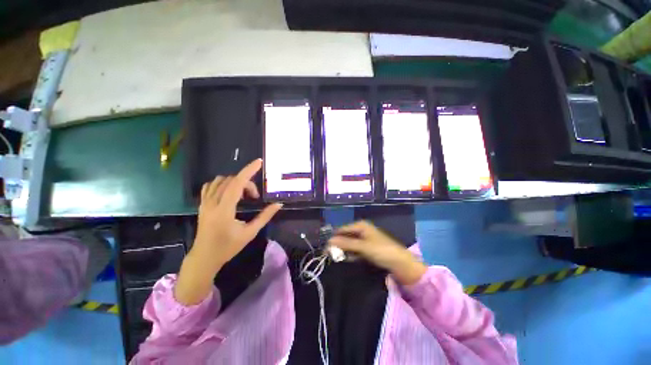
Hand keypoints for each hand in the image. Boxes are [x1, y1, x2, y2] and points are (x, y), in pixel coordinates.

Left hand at [175, 159, 282, 304]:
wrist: (204, 257)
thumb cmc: (228, 247)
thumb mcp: (250, 232)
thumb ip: (265, 216)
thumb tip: (278, 204)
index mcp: (224, 209)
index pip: (237, 183)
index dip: (249, 171)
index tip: (259, 162)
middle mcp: (212, 202)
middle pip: (231, 181)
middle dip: (247, 183)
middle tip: (254, 197)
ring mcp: (205, 203)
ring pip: (220, 181)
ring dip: (235, 182)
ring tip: (242, 195)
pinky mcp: (202, 205)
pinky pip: (210, 186)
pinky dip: (222, 183)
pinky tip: (229, 192)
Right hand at [328, 221, 426, 284]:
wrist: (401, 263)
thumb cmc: (382, 250)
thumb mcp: (362, 246)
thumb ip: (346, 243)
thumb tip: (329, 241)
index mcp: (361, 225)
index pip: (342, 229)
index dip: (334, 238)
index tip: (325, 248)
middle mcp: (362, 230)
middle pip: (346, 236)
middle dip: (338, 245)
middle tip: (329, 255)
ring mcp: (365, 239)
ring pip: (350, 243)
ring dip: (344, 250)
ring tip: (336, 258)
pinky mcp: (367, 248)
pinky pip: (355, 249)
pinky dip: (351, 254)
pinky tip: (346, 259)